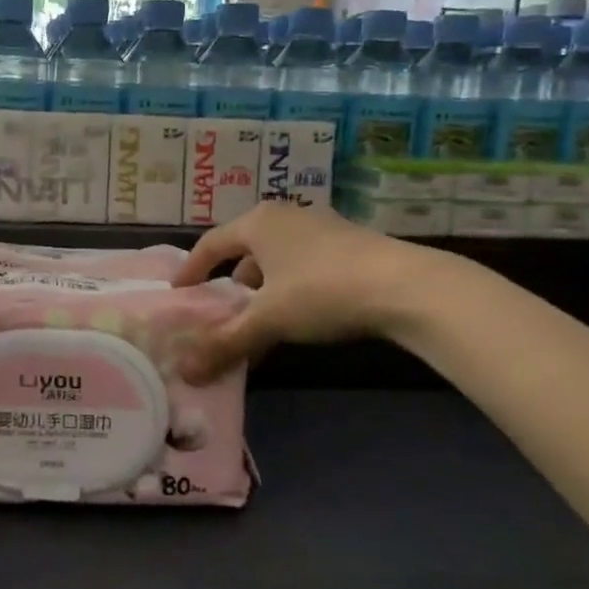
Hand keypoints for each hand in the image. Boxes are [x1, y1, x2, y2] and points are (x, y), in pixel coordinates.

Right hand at [170, 203, 453, 381]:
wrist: (408, 287)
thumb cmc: (322, 291)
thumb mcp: (269, 321)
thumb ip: (225, 344)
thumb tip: (184, 373)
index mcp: (259, 222)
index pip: (212, 243)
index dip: (192, 269)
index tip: (180, 292)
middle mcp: (287, 216)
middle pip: (246, 248)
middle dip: (232, 281)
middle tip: (223, 309)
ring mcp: (323, 227)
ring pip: (278, 257)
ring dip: (264, 287)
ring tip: (263, 319)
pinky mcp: (351, 244)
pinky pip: (305, 264)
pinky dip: (291, 287)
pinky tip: (302, 316)